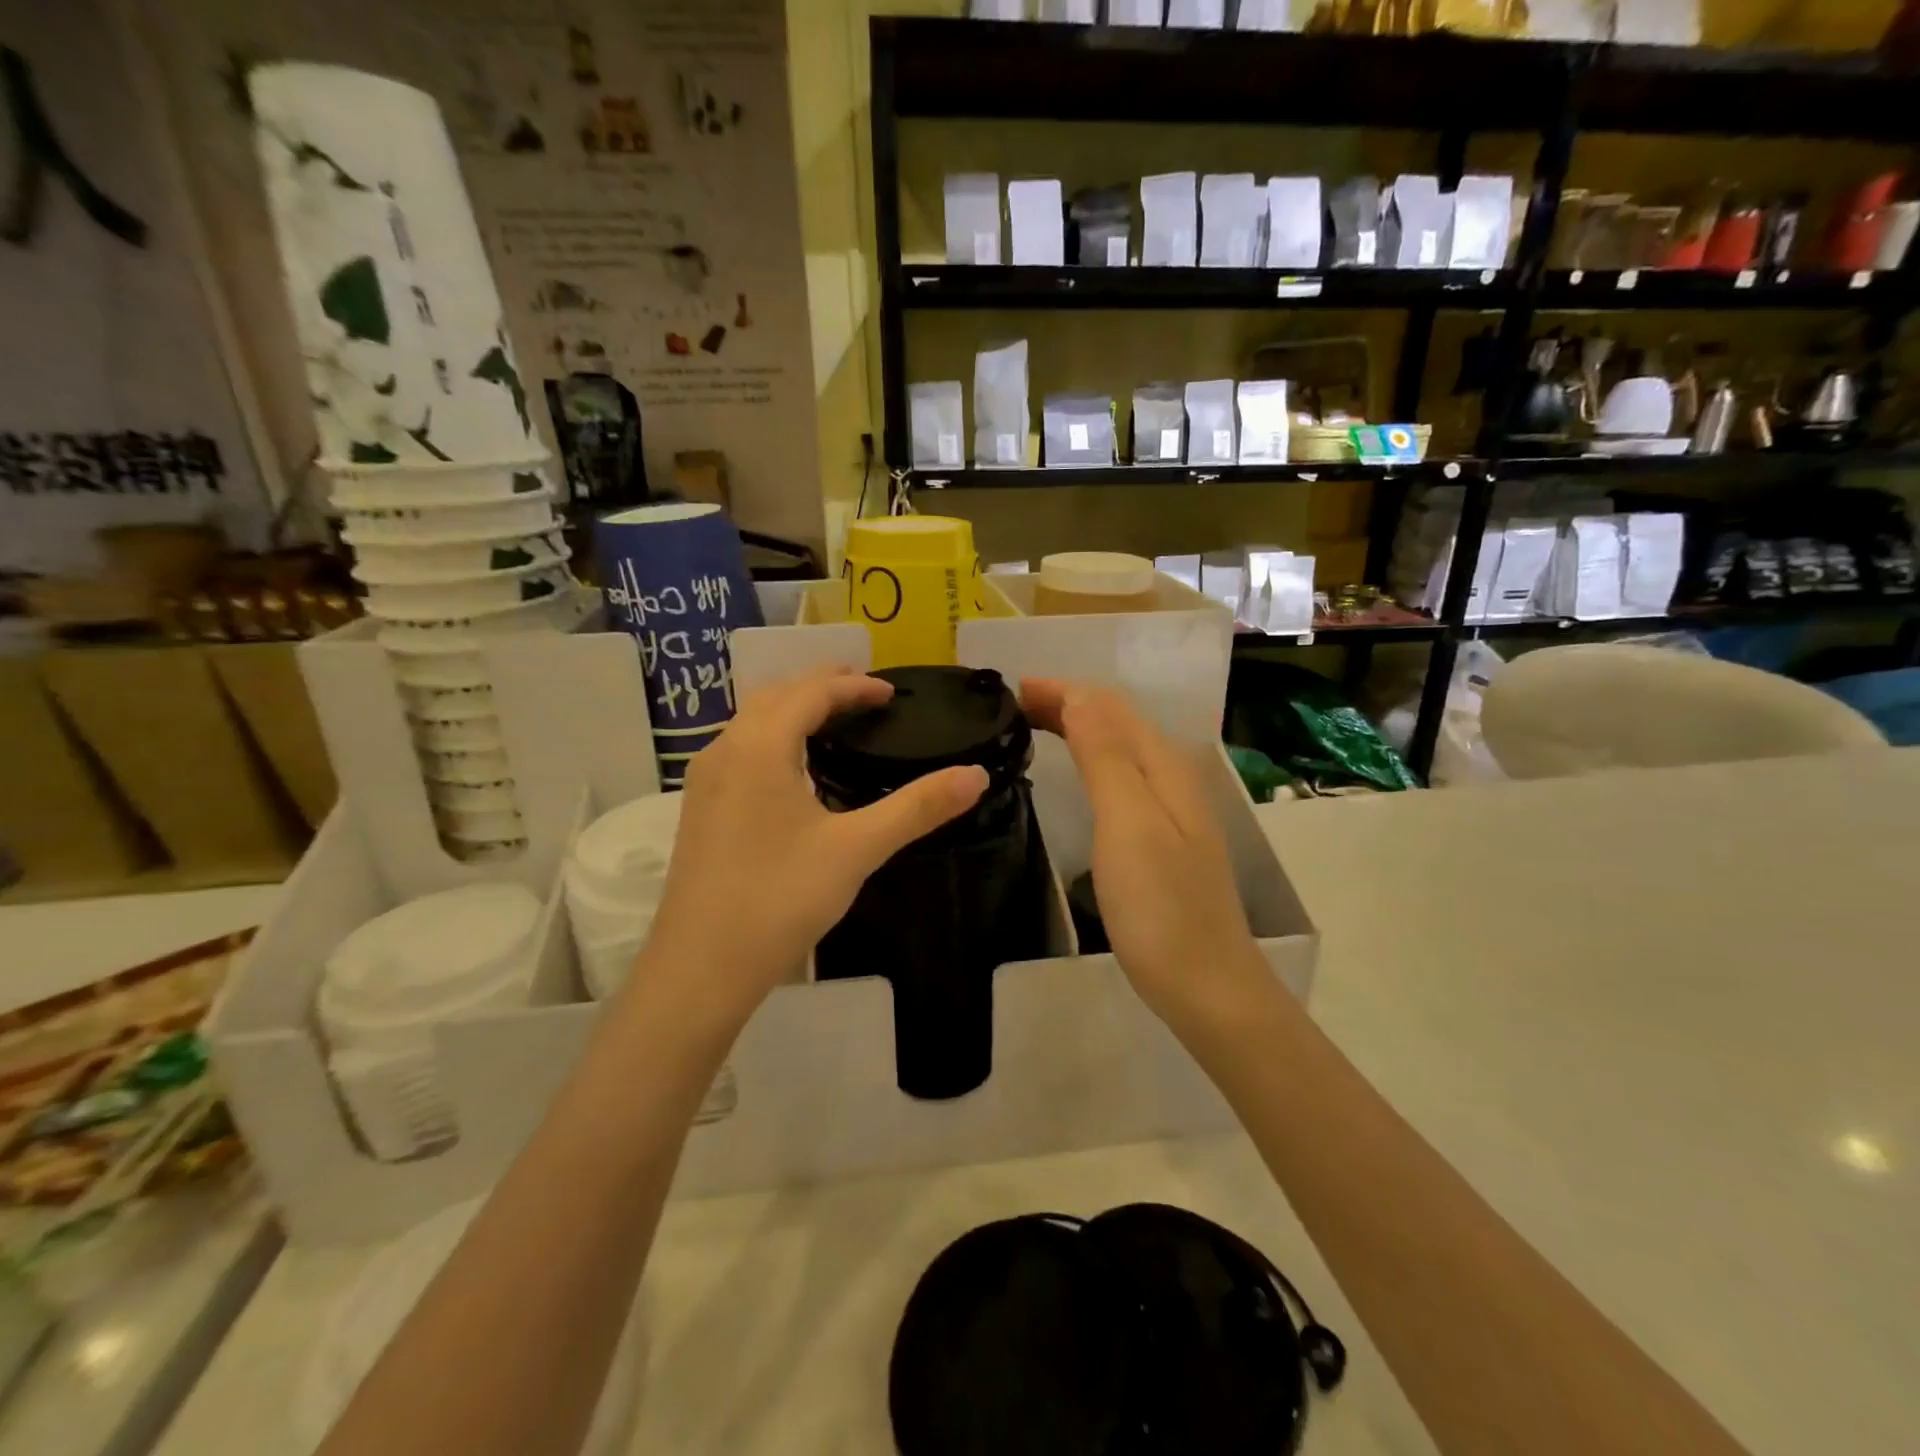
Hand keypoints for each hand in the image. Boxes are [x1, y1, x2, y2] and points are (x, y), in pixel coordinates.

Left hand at [639, 669, 988, 1020]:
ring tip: (832, 722)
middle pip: (776, 696)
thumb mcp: (858, 850)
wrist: (701, 967)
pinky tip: (792, 770)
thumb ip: (917, 808)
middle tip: (864, 694)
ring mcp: (704, 781)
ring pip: (751, 722)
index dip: (854, 686)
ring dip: (792, 709)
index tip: (892, 692)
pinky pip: (739, 749)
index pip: (811, 693)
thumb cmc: (780, 899)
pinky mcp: (699, 809)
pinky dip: (772, 737)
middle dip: (821, 687)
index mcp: (760, 746)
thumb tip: (976, 775)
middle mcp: (725, 750)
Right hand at [1021, 679, 1264, 1028]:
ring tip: (1033, 728)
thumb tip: (1081, 693)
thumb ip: (1105, 754)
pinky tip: (1076, 776)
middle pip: (1117, 723)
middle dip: (1067, 704)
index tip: (1012, 690)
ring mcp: (1170, 811)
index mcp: (1163, 767)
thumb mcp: (1127, 822)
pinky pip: (1120, 779)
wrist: (1206, 986)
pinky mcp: (1162, 839)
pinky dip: (1089, 761)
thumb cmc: (1159, 906)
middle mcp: (1171, 778)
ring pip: (1118, 749)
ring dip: (1077, 729)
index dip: (1063, 691)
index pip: (1109, 706)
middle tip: (1012, 707)